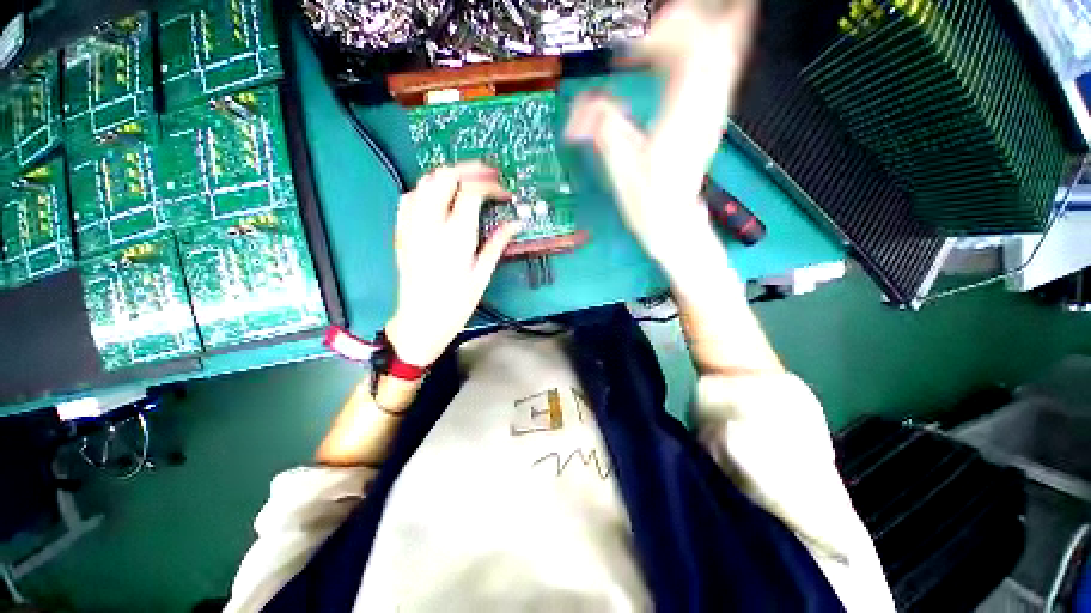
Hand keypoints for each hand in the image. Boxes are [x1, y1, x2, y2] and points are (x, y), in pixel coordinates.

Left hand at [385, 162, 520, 366]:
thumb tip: (516, 223)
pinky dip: (427, 189)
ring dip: (448, 175)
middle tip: (490, 175)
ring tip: (468, 183)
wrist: (420, 320)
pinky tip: (440, 198)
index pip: (471, 192)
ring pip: (425, 181)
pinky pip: (411, 197)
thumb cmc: (456, 303)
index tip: (505, 193)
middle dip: (469, 169)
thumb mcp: (482, 274)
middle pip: (444, 176)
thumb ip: (497, 243)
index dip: (490, 186)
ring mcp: (411, 225)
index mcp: (454, 236)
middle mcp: (430, 223)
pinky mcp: (402, 231)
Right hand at [564, 0, 756, 276]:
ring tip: (675, 25)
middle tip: (654, 30)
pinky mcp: (711, 119)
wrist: (674, 224)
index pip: (691, 48)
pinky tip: (707, 39)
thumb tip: (582, 110)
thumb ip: (604, 130)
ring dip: (703, 29)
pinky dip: (715, 46)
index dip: (663, 33)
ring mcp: (713, 112)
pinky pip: (723, 70)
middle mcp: (705, 108)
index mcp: (682, 117)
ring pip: (725, 50)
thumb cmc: (649, 204)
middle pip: (713, 39)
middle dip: (684, 23)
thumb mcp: (621, 170)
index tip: (632, 49)